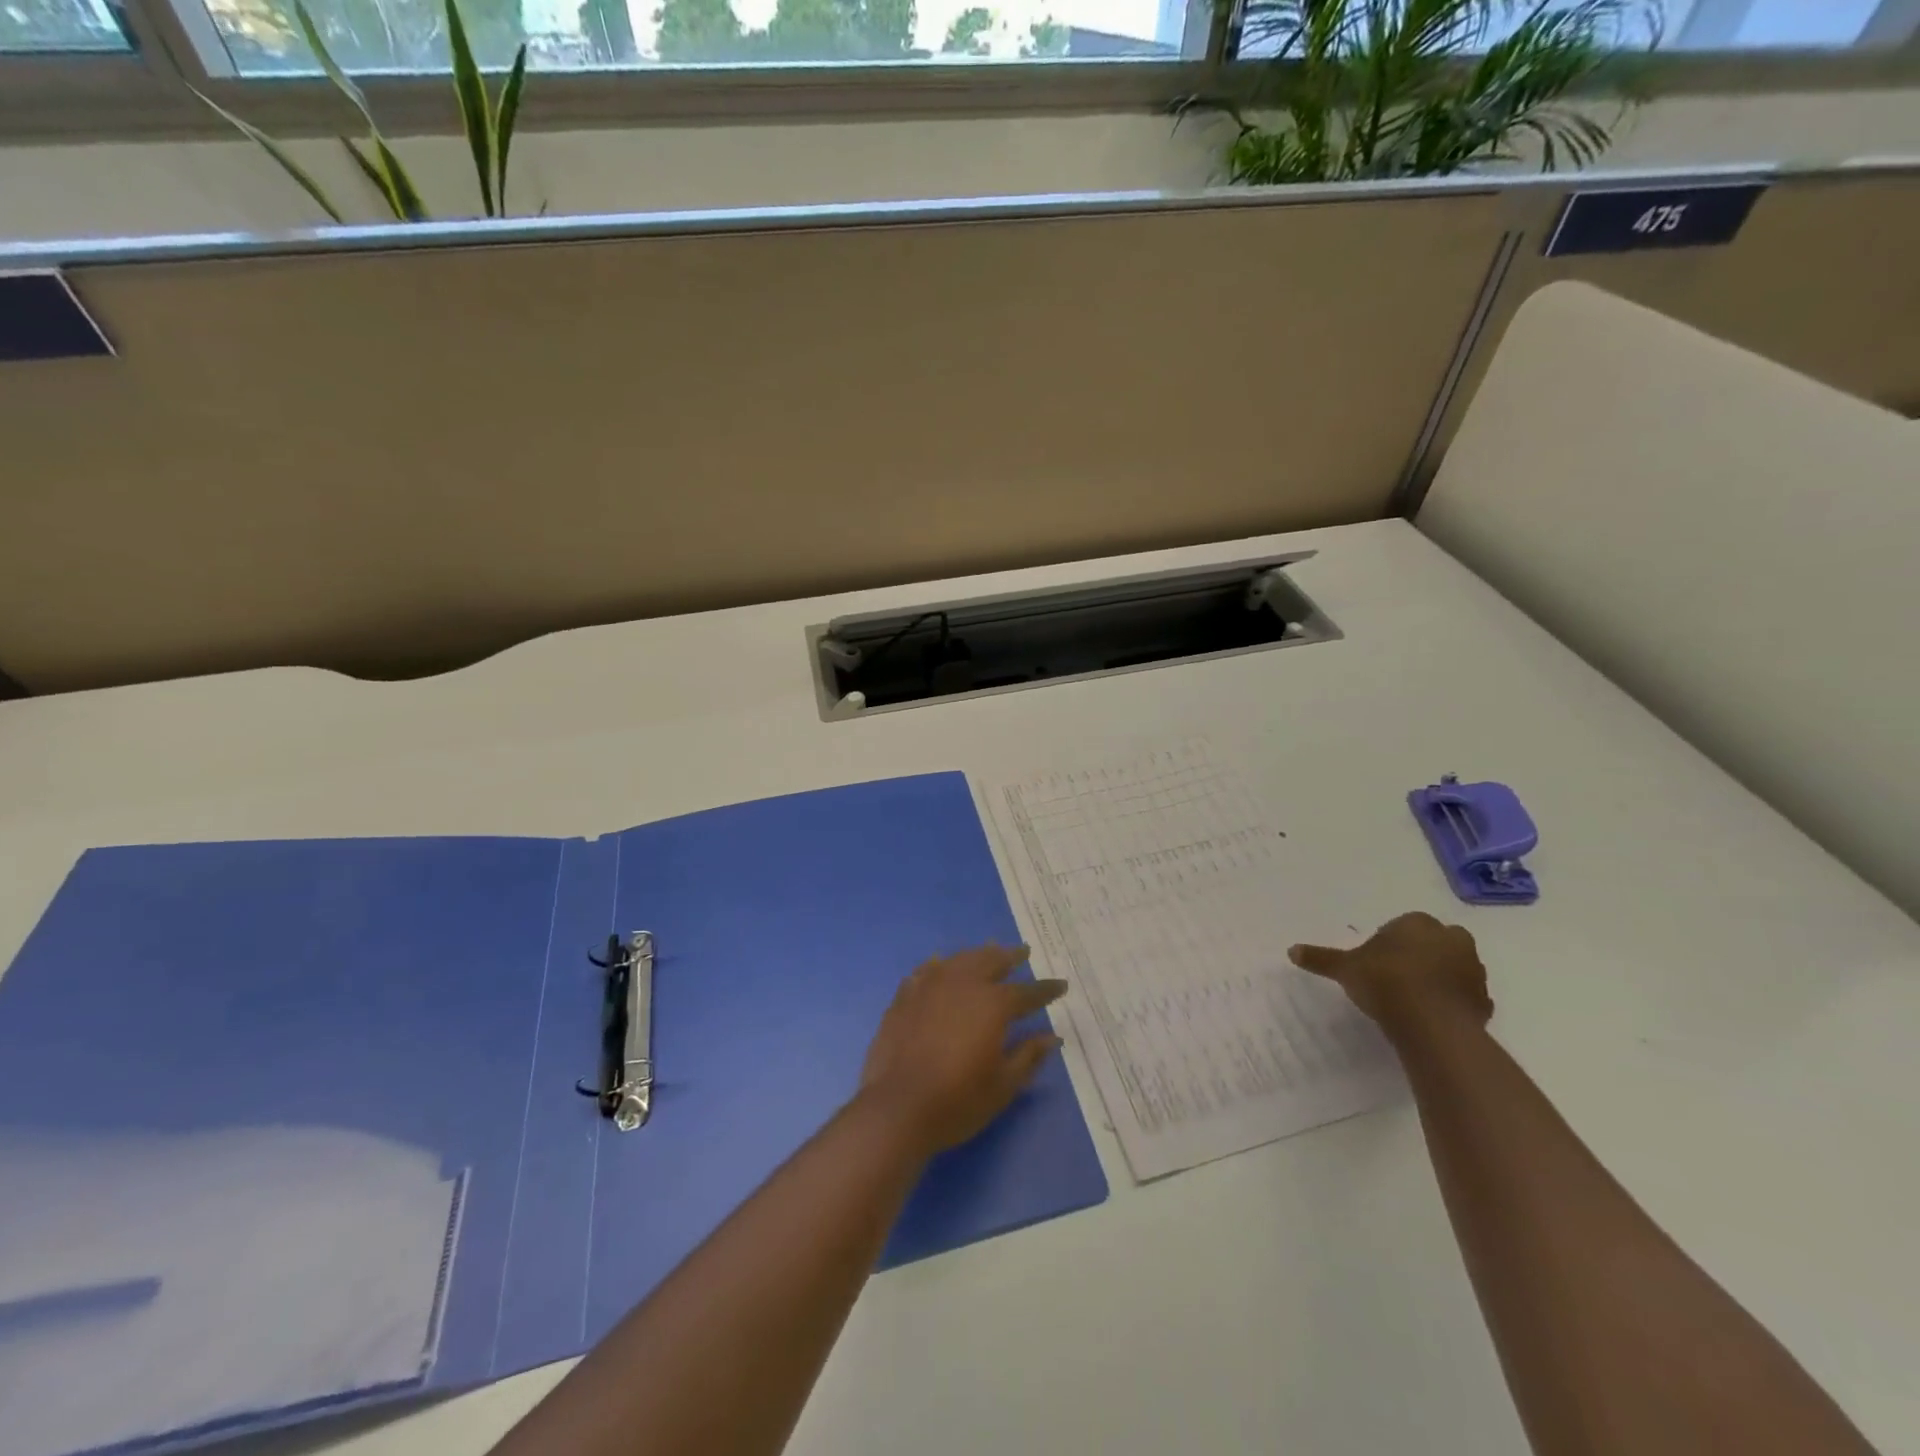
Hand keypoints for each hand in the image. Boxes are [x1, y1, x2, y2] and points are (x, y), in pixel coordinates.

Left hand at [858, 944, 1067, 1157]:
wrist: (897, 1108)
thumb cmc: (957, 1101)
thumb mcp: (1003, 1085)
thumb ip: (1028, 1056)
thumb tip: (1052, 1037)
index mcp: (993, 1004)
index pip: (1027, 992)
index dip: (1046, 990)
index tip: (1061, 985)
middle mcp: (963, 984)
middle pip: (991, 961)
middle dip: (1011, 957)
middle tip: (1023, 953)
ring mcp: (930, 986)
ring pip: (959, 959)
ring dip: (978, 954)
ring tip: (988, 952)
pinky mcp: (905, 996)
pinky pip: (926, 971)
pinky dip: (940, 966)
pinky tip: (941, 965)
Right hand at [1289, 912, 1492, 1039]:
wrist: (1431, 1024)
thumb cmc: (1385, 982)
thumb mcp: (1345, 968)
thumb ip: (1321, 958)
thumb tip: (1291, 950)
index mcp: (1418, 923)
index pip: (1401, 927)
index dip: (1387, 944)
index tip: (1374, 964)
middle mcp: (1451, 939)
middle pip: (1433, 943)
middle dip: (1420, 956)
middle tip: (1396, 978)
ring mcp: (1473, 971)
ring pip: (1453, 968)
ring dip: (1439, 979)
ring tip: (1413, 1001)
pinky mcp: (1484, 1002)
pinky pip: (1465, 998)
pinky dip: (1452, 1004)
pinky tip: (1432, 1018)